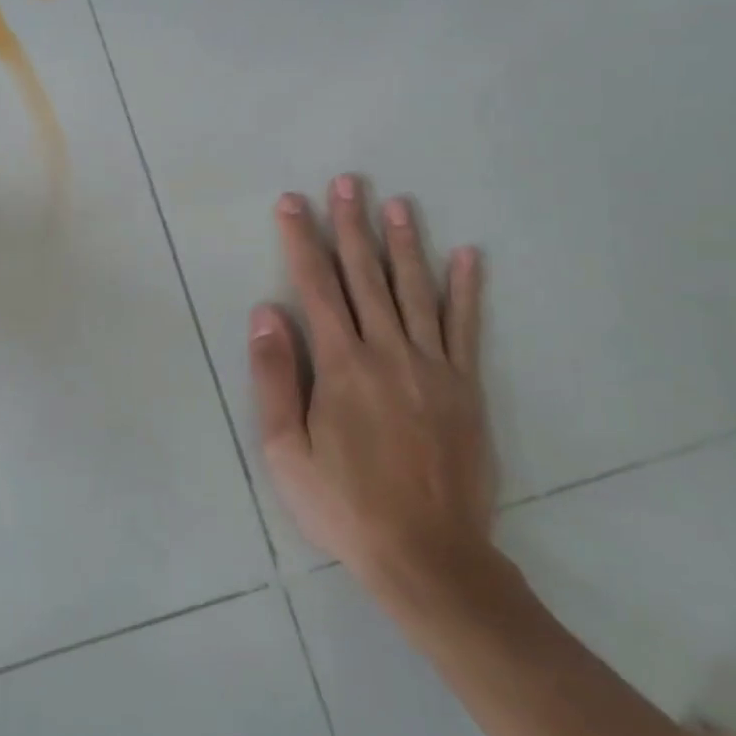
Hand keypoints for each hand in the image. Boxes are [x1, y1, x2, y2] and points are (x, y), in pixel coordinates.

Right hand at [249, 179, 495, 606]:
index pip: (315, 287)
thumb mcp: (285, 450)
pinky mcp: (466, 387)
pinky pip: (467, 327)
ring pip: (415, 290)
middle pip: (365, 276)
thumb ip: (275, 378)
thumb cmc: (343, 504)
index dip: (300, 241)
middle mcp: (388, 352)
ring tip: (398, 203)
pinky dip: (467, 289)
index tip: (292, 203)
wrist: (427, 554)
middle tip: (347, 181)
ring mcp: (433, 366)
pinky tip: (468, 255)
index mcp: (341, 365)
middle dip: (351, 226)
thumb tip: (267, 313)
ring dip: (404, 243)